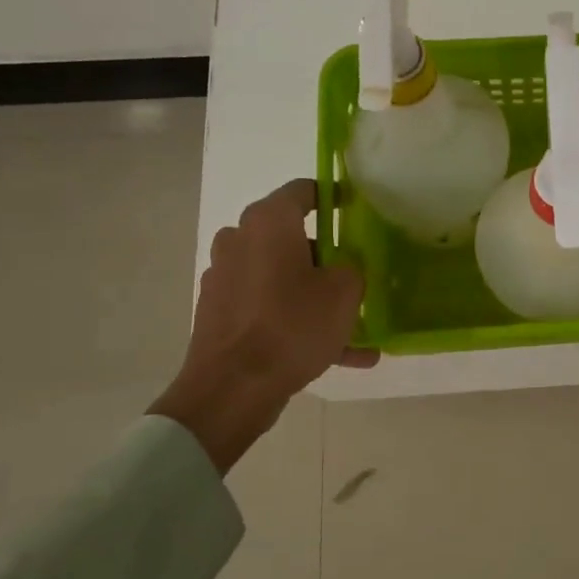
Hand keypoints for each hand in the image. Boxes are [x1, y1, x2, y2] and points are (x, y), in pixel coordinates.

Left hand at [150, 180, 376, 472]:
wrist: (232, 388)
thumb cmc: (292, 325)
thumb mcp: (344, 292)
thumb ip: (352, 268)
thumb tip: (344, 268)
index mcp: (268, 223)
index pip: (303, 190)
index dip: (332, 195)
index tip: (355, 209)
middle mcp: (240, 241)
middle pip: (292, 237)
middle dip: (327, 255)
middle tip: (358, 275)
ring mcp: (226, 278)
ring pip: (283, 277)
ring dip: (316, 295)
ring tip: (357, 328)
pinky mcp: (221, 313)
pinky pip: (270, 307)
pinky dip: (298, 321)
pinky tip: (339, 355)